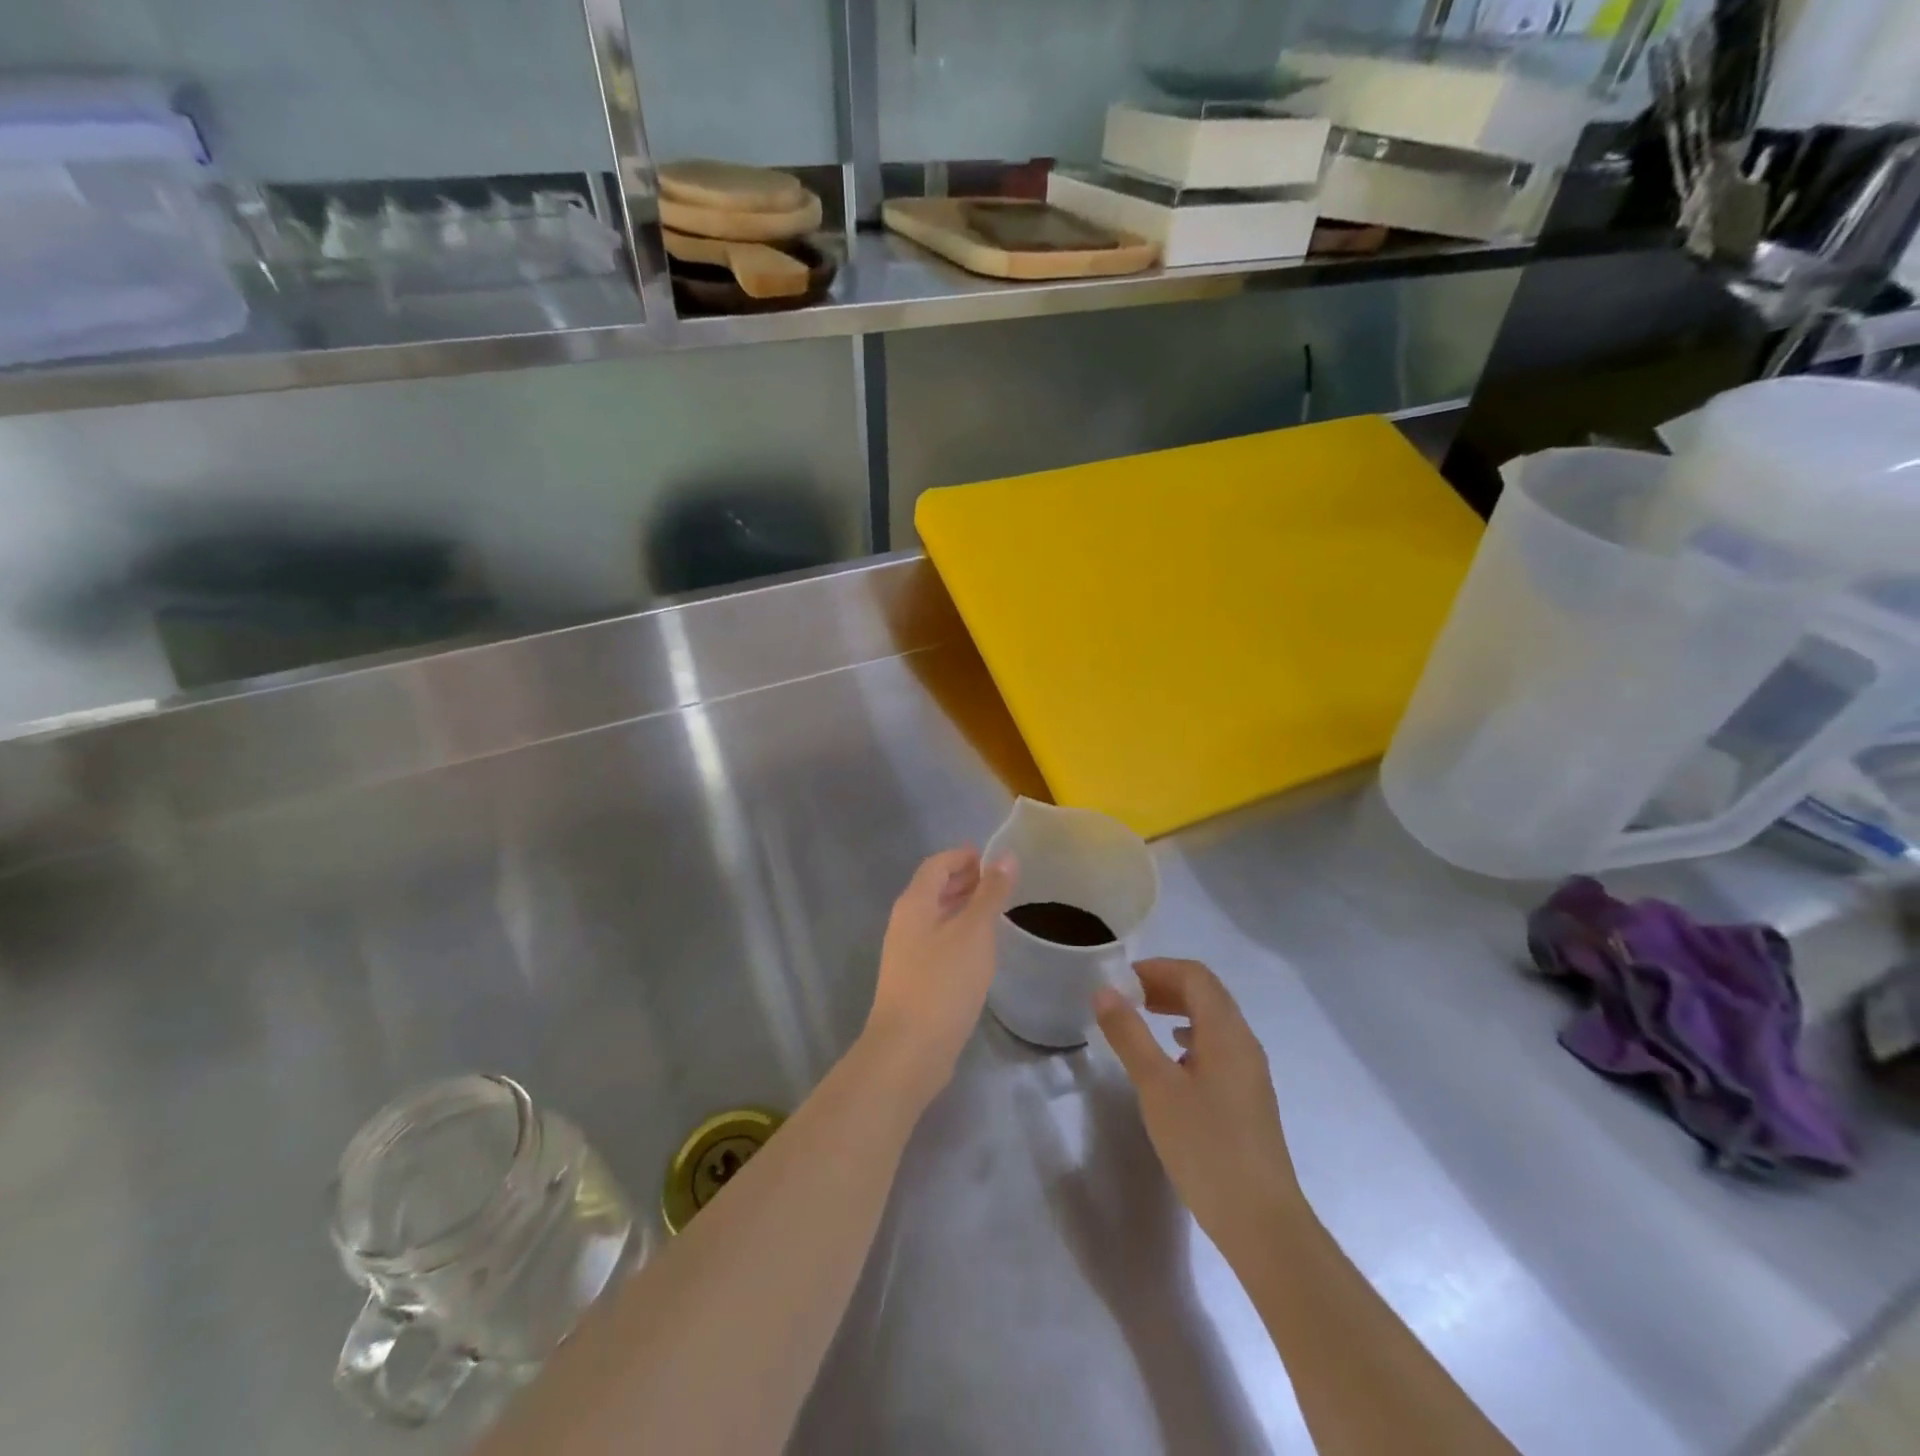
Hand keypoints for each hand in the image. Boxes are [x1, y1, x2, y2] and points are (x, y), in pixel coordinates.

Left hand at [863, 845, 1015, 1110]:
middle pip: (935, 888)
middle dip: (965, 879)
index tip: (996, 858)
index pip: (937, 864)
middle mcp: (905, 922)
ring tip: (997, 911)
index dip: (964, 855)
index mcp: (914, 903)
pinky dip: (960, 933)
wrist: (909, 1051)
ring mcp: (907, 952)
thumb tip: (1006, 856)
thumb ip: (990, 893)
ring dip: (964, 907)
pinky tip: (982, 948)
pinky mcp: (915, 979)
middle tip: (1002, 883)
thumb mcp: (974, 933)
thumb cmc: (942, 983)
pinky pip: (939, 942)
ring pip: (937, 916)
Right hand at [1094, 958, 1304, 1255]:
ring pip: (1213, 1021)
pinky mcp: (1248, 1098)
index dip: (1158, 968)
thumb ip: (1129, 1035)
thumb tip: (1104, 991)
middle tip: (1127, 997)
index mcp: (1226, 1031)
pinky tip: (1171, 1062)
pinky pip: (1218, 1048)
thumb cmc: (1206, 1145)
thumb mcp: (1156, 1086)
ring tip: (1143, 1021)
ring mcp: (1250, 1072)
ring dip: (1177, 1010)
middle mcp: (1244, 1042)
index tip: (1122, 980)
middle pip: (1207, 994)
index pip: (1195, 976)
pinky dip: (1190, 1038)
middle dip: (1166, 986)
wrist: (1261, 1221)